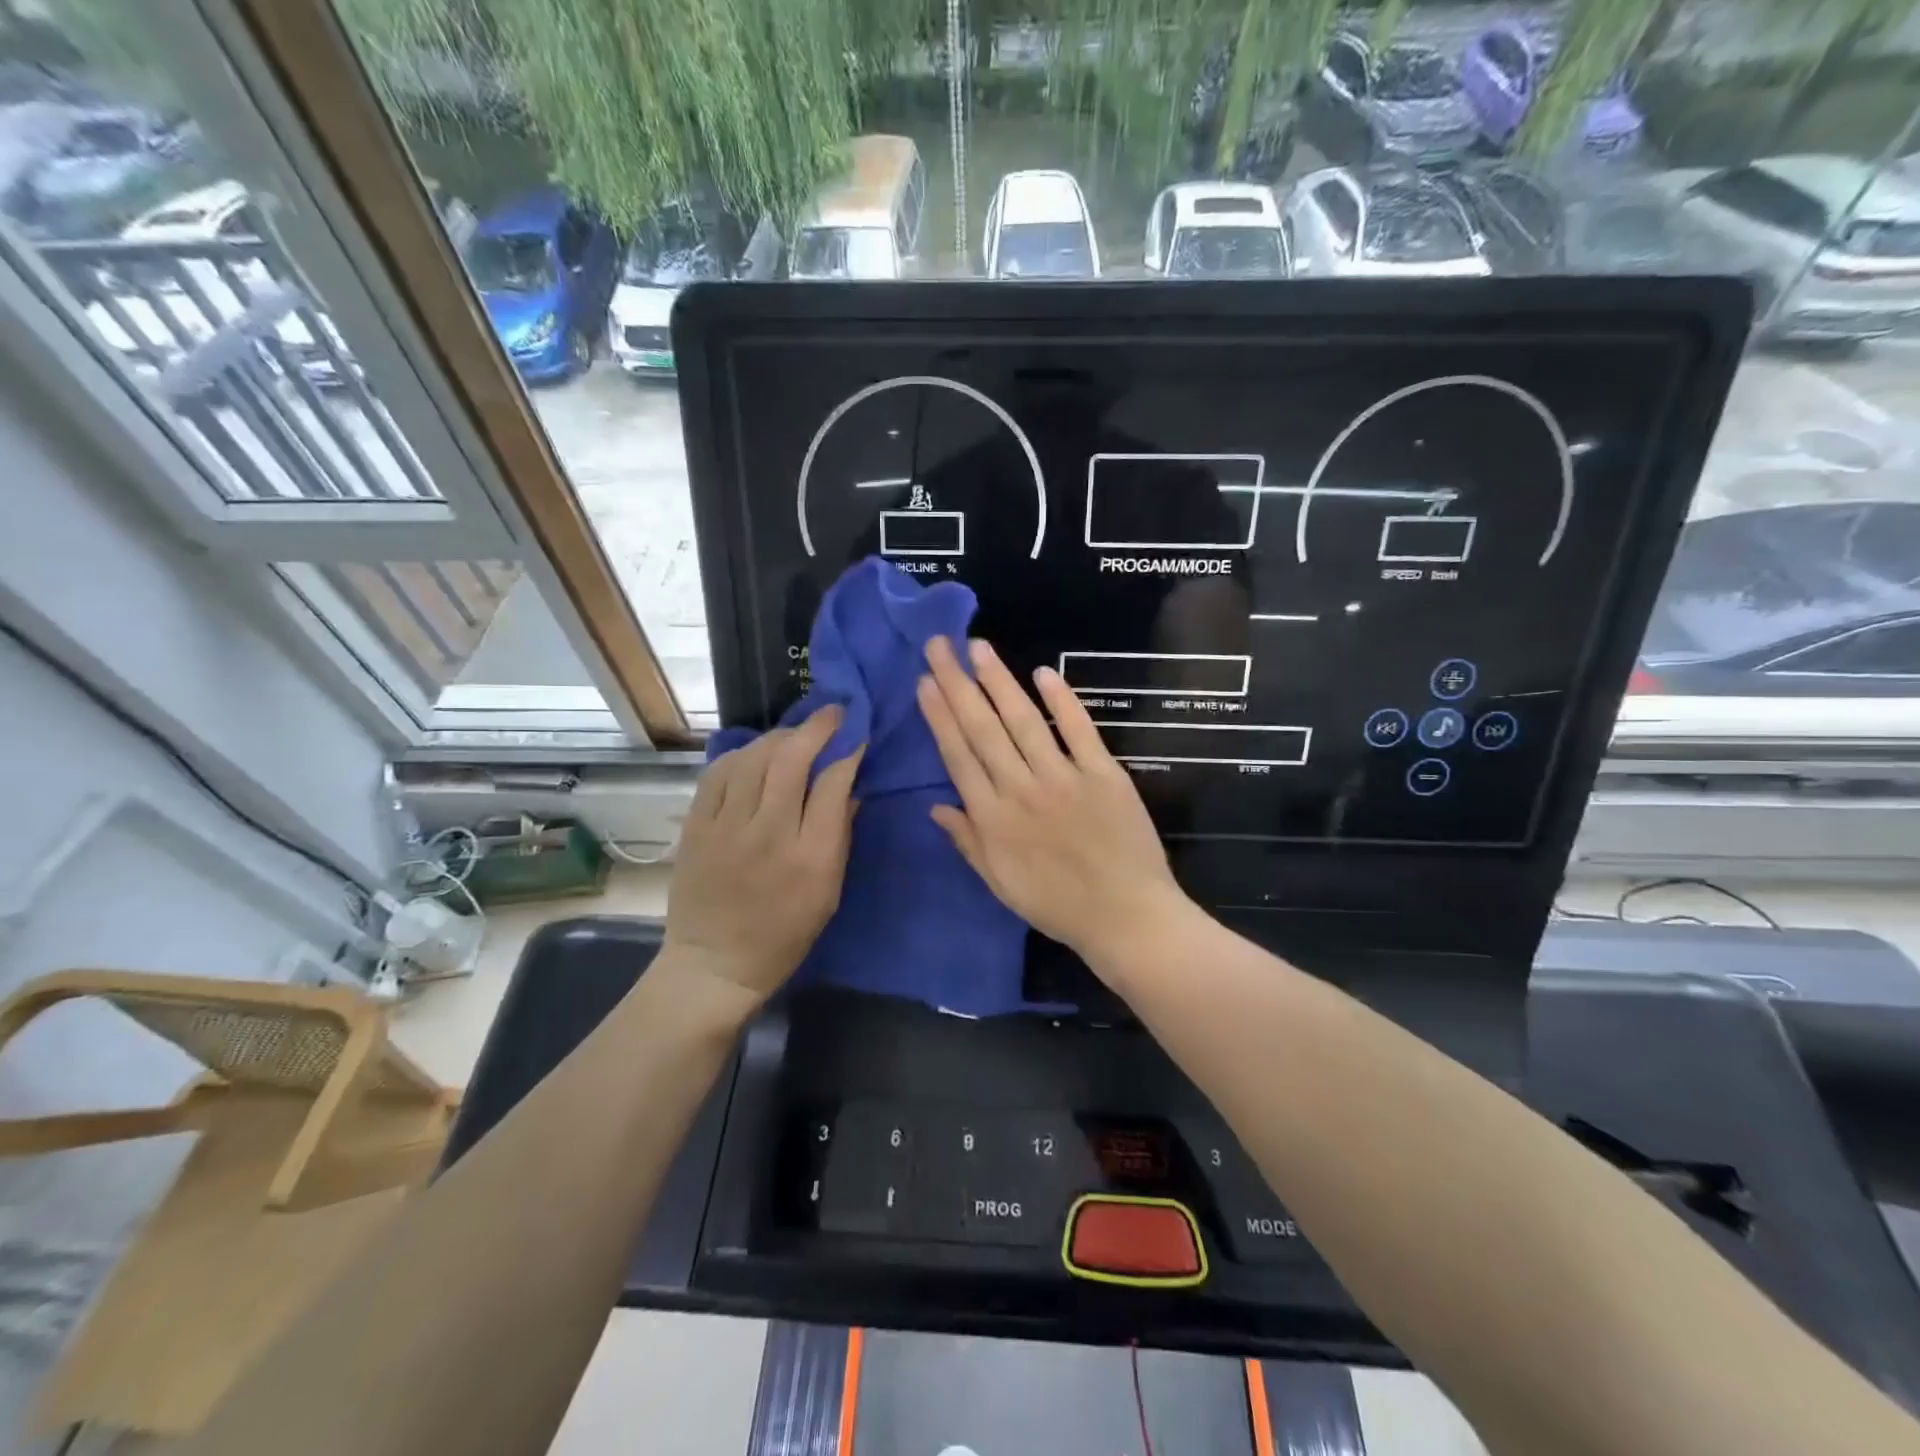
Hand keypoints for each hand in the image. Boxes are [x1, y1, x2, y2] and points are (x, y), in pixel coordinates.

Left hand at [664, 706, 861, 1006]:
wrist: (715, 963)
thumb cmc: (784, 934)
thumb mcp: (829, 893)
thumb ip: (841, 835)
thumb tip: (851, 786)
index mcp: (810, 857)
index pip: (832, 783)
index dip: (849, 751)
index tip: (858, 735)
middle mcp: (768, 834)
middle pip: (791, 759)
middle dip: (817, 727)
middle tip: (832, 713)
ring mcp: (726, 828)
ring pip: (754, 758)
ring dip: (780, 736)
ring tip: (795, 733)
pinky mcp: (696, 827)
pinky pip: (718, 773)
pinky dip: (741, 755)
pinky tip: (754, 753)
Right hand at [916, 636, 1189, 967]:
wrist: (1126, 917)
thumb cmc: (1057, 906)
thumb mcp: (1000, 883)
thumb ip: (967, 842)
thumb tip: (934, 807)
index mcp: (993, 819)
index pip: (959, 756)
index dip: (939, 717)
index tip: (925, 682)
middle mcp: (1021, 790)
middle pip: (983, 729)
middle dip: (957, 684)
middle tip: (939, 645)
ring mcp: (1064, 778)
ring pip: (1023, 721)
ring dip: (998, 681)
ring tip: (978, 647)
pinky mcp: (1103, 774)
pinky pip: (1079, 730)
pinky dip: (1061, 700)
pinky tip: (1042, 672)